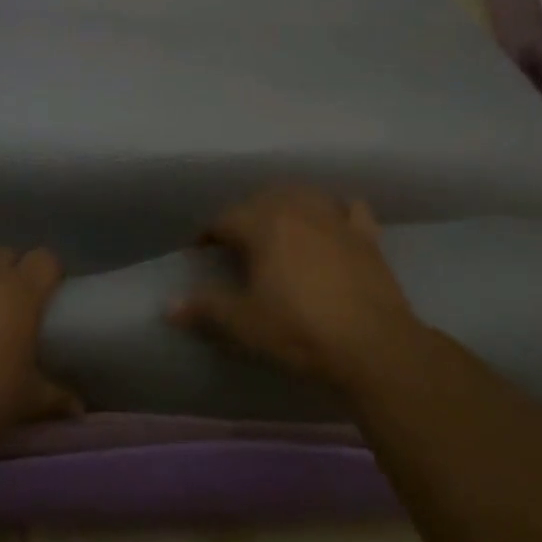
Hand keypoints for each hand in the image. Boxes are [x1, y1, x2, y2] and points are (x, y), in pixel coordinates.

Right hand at [167, 188, 422, 392]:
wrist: (373, 345)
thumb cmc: (300, 331)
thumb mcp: (245, 324)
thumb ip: (206, 308)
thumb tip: (168, 305)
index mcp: (263, 225)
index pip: (225, 218)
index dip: (208, 234)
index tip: (201, 251)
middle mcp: (297, 210)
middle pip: (263, 199)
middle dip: (246, 215)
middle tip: (237, 243)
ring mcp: (336, 219)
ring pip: (304, 196)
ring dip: (287, 205)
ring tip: (280, 226)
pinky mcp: (366, 236)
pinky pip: (349, 209)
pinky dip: (338, 211)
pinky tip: (335, 222)